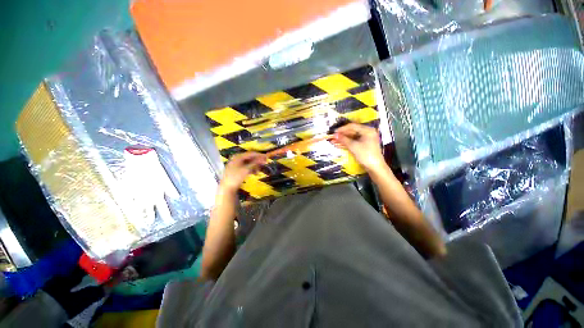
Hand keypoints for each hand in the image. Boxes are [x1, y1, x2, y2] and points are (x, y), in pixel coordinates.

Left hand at [220, 152, 266, 192]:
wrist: (227, 188)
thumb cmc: (236, 177)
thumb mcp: (246, 169)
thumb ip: (255, 163)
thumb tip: (263, 158)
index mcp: (238, 157)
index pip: (251, 154)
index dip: (259, 155)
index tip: (266, 157)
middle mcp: (237, 159)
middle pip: (250, 158)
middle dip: (257, 161)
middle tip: (264, 164)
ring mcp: (236, 164)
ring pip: (248, 163)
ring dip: (254, 166)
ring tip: (259, 171)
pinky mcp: (236, 170)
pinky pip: (246, 167)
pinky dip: (251, 169)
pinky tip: (255, 173)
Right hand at [333, 123, 385, 172]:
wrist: (375, 167)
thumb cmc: (366, 155)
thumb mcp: (353, 146)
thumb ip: (343, 140)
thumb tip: (335, 135)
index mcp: (367, 130)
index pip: (352, 126)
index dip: (342, 129)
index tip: (334, 132)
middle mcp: (367, 132)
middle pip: (352, 131)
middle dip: (342, 135)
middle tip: (333, 137)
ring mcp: (366, 139)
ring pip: (352, 137)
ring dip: (343, 139)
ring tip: (334, 141)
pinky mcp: (364, 145)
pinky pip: (354, 141)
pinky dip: (347, 143)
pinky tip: (339, 144)